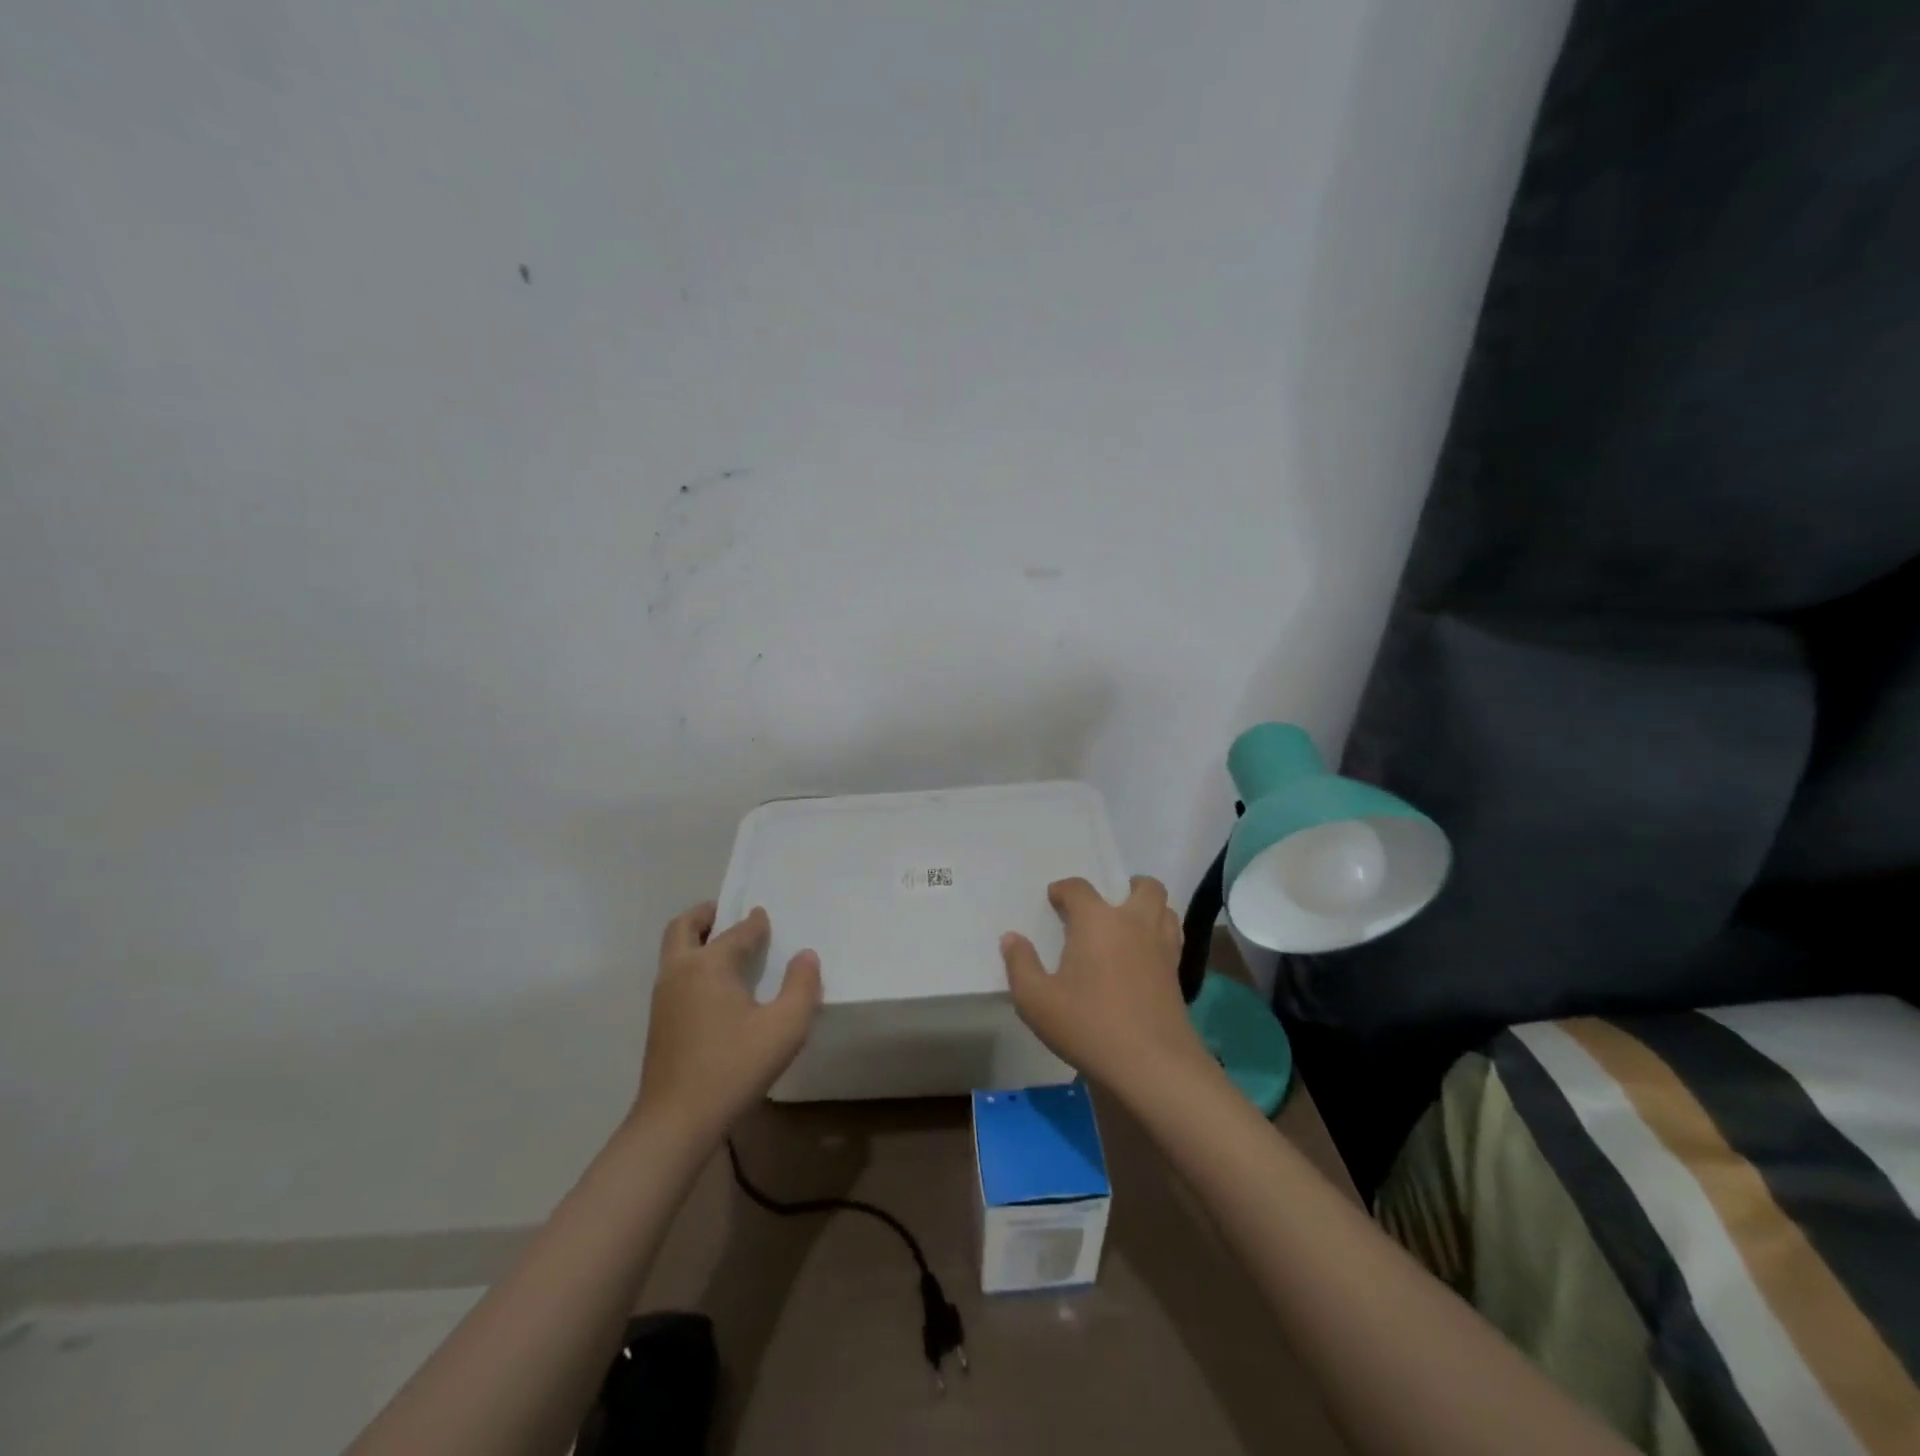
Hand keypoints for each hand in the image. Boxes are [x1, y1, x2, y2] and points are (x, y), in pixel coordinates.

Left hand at [635, 903, 821, 1140]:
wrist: (675, 1122)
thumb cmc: (733, 1068)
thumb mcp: (785, 1027)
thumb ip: (802, 986)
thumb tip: (805, 956)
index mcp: (709, 964)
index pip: (738, 932)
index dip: (756, 923)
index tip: (767, 918)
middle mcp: (681, 971)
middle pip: (684, 927)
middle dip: (706, 914)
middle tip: (728, 914)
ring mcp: (663, 997)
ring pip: (675, 952)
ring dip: (696, 939)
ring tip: (726, 948)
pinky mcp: (659, 1022)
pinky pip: (675, 975)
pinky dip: (692, 963)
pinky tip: (716, 988)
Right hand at [1000, 876, 1211, 1101]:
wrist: (1152, 1065)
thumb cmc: (1088, 1026)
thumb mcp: (1036, 1000)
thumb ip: (1020, 965)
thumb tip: (1012, 938)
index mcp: (1097, 921)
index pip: (1079, 888)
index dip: (1064, 890)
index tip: (1054, 900)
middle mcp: (1134, 923)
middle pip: (1145, 887)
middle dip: (1128, 886)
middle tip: (1110, 903)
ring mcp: (1161, 948)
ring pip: (1167, 910)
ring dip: (1151, 908)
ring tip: (1131, 924)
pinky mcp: (1177, 975)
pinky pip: (1173, 939)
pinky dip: (1161, 936)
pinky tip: (1145, 957)